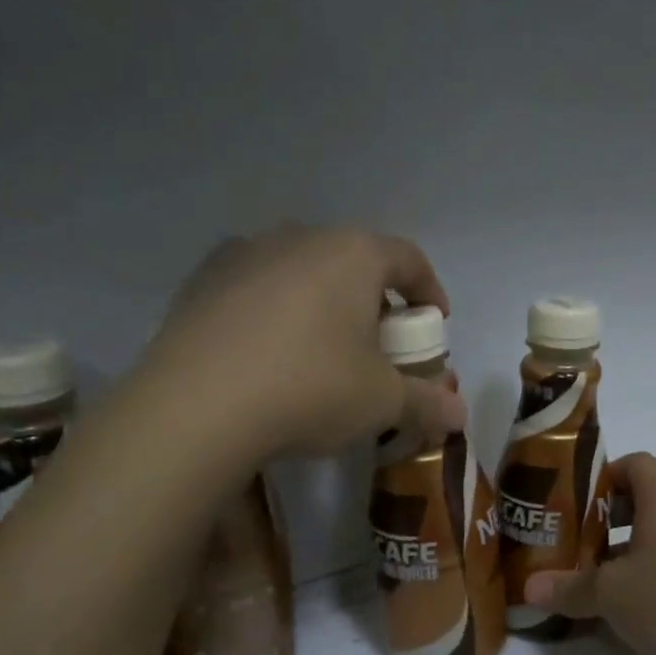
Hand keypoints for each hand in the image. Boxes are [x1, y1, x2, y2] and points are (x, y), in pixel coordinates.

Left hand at [143, 227, 466, 459]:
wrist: (194, 408)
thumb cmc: (310, 389)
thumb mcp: (382, 402)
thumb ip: (428, 402)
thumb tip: (460, 416)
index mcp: (353, 254)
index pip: (408, 258)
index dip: (429, 290)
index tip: (434, 322)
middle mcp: (299, 238)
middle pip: (353, 262)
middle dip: (374, 300)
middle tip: (378, 344)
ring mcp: (243, 254)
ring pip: (301, 271)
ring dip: (321, 302)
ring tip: (321, 349)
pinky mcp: (200, 281)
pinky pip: (255, 289)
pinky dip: (274, 312)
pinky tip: (267, 354)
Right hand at [523, 452, 655, 654]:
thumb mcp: (611, 595)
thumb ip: (569, 588)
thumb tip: (530, 588)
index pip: (635, 463)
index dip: (604, 477)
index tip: (576, 505)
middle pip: (648, 499)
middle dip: (611, 520)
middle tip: (580, 545)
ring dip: (635, 550)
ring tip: (604, 581)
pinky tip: (640, 608)